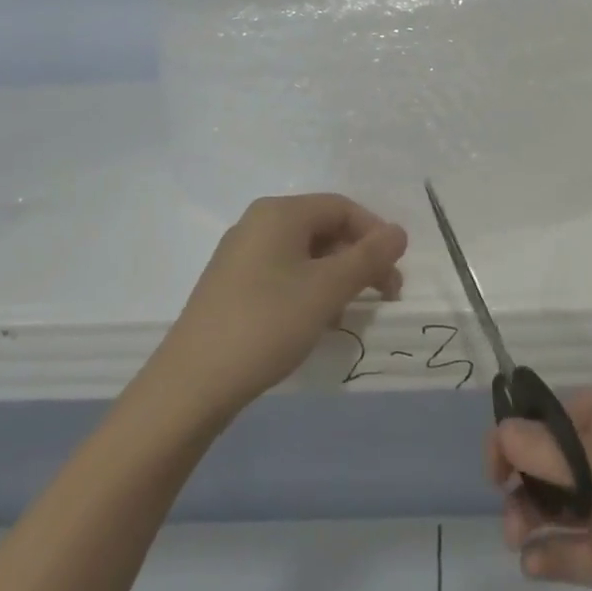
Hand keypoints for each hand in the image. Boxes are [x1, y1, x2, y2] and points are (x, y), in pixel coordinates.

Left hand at [154, 194, 406, 417]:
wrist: (192, 383)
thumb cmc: (267, 323)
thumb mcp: (327, 290)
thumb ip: (368, 257)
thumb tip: (399, 231)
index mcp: (280, 213)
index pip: (342, 207)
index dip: (375, 234)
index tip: (395, 274)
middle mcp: (258, 223)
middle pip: (323, 228)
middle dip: (358, 258)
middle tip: (383, 295)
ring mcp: (241, 254)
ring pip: (304, 253)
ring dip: (336, 277)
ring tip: (350, 314)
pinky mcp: (232, 284)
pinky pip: (283, 272)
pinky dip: (309, 289)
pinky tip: (316, 322)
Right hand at [490, 389, 591, 590]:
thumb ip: (568, 459)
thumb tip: (503, 432)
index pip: (557, 413)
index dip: (523, 429)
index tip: (496, 457)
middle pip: (549, 457)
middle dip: (522, 475)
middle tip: (505, 500)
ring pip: (553, 502)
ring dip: (528, 514)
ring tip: (516, 535)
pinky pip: (570, 552)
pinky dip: (546, 555)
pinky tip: (532, 564)